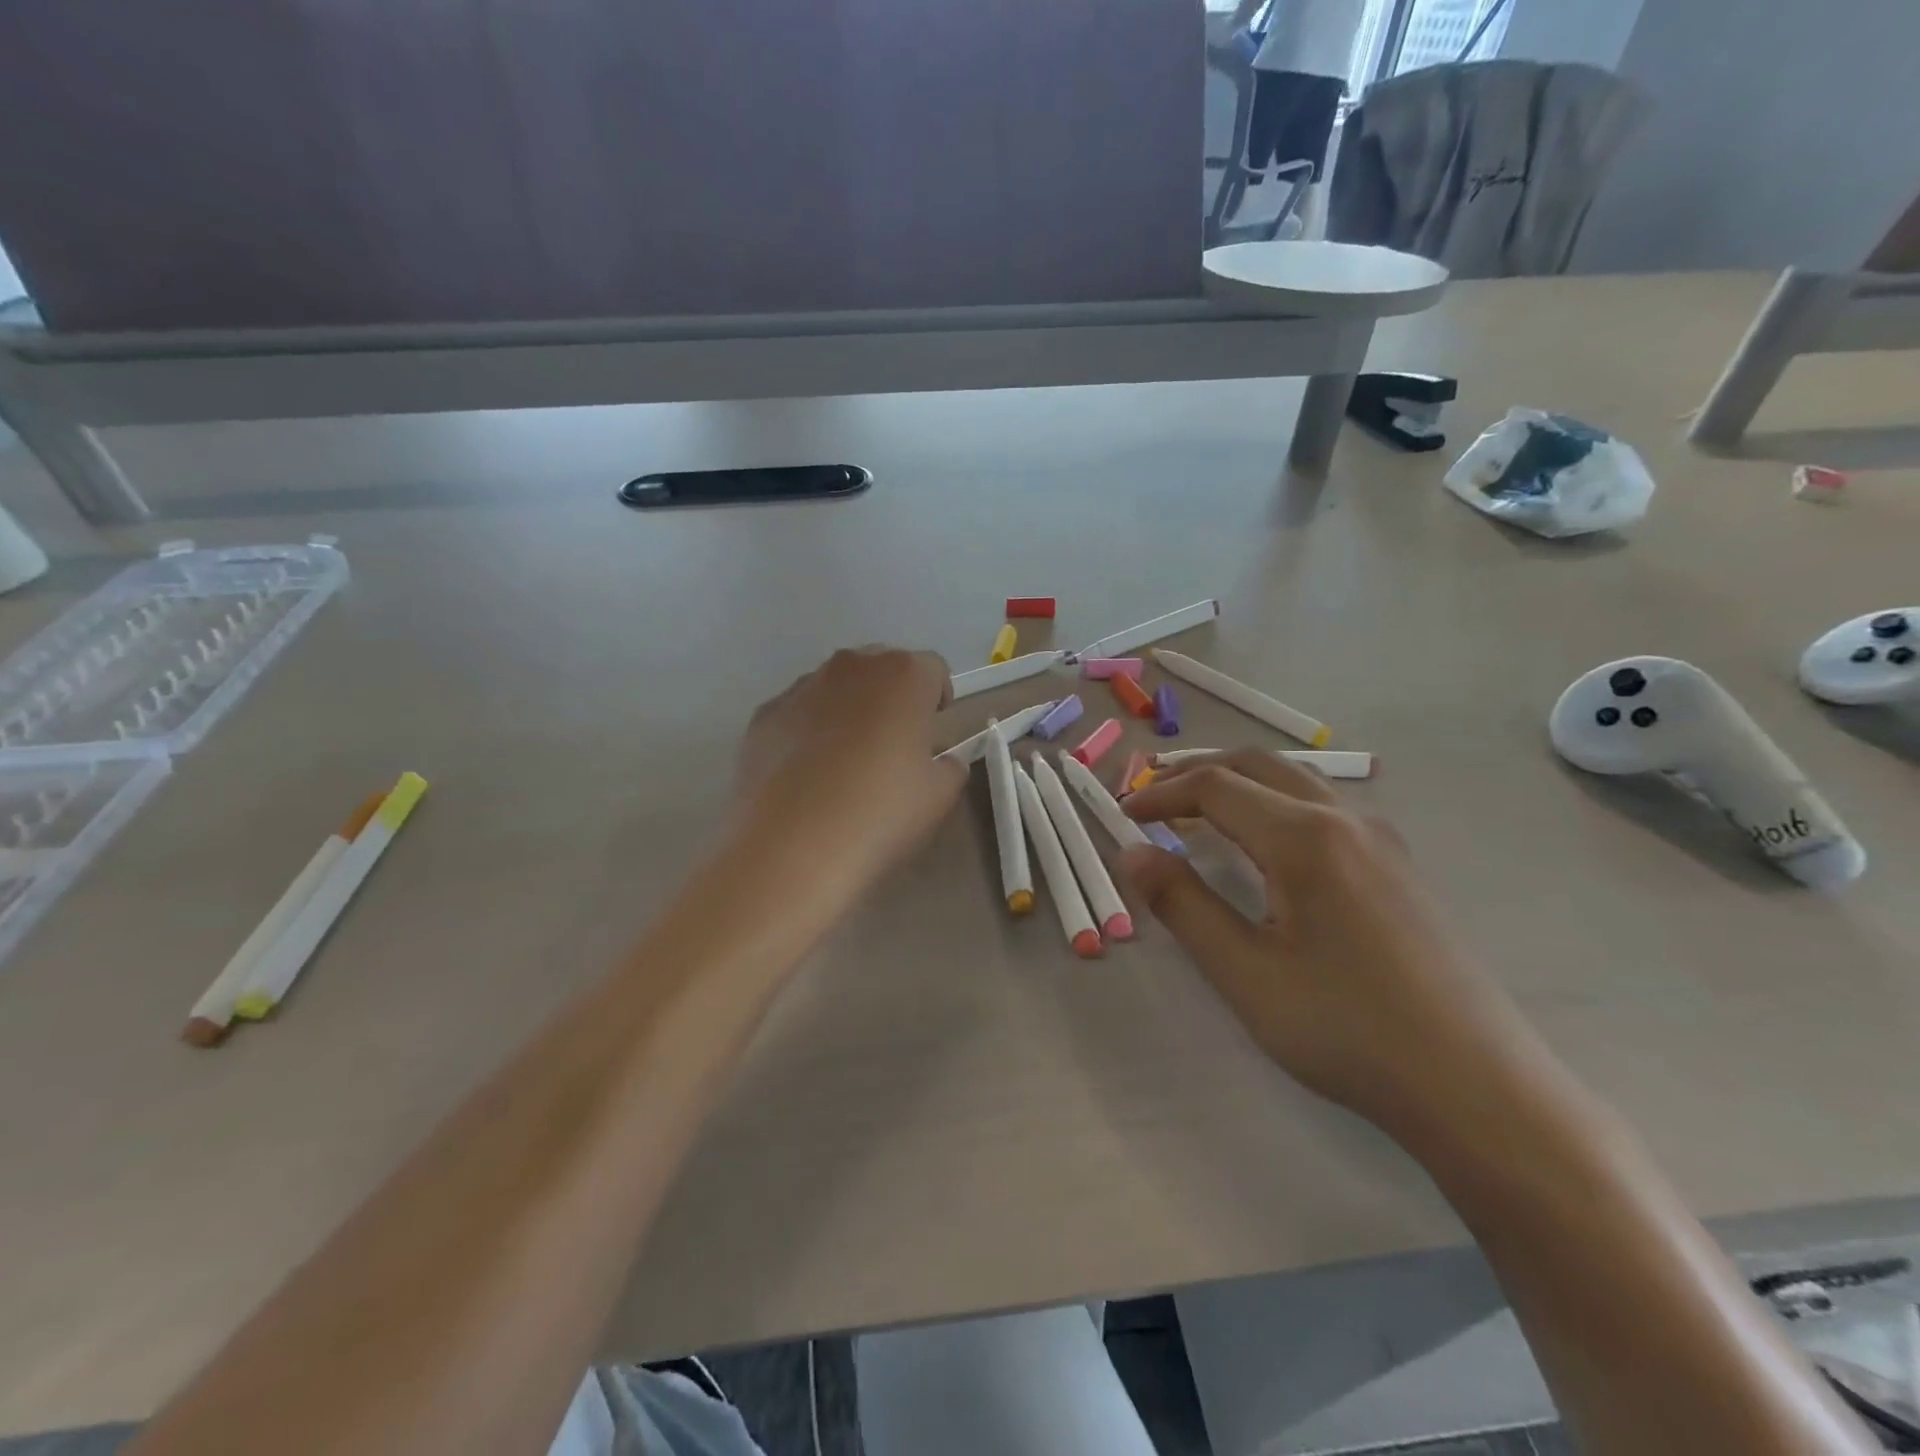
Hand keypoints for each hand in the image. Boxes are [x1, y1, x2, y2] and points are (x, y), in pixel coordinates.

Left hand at [733, 646, 963, 889]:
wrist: (791, 847)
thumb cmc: (881, 813)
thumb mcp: (940, 795)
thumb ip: (949, 766)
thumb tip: (939, 760)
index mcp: (903, 675)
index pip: (933, 669)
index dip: (937, 699)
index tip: (932, 733)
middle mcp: (851, 667)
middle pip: (881, 668)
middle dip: (892, 697)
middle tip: (893, 745)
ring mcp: (801, 687)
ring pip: (836, 687)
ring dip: (848, 710)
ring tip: (845, 763)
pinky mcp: (763, 715)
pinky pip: (798, 712)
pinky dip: (808, 730)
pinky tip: (807, 775)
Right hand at [1119, 750, 1546, 1138]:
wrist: (1477, 1086)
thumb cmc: (1347, 1029)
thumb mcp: (1245, 973)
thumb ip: (1182, 904)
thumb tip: (1131, 853)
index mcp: (1303, 836)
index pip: (1214, 787)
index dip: (1160, 793)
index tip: (1123, 815)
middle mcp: (1344, 819)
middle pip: (1255, 765)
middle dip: (1195, 773)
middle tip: (1151, 799)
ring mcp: (1380, 839)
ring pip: (1294, 780)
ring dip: (1237, 783)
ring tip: (1197, 811)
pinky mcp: (1398, 864)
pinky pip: (1323, 806)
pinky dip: (1274, 802)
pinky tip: (1266, 843)